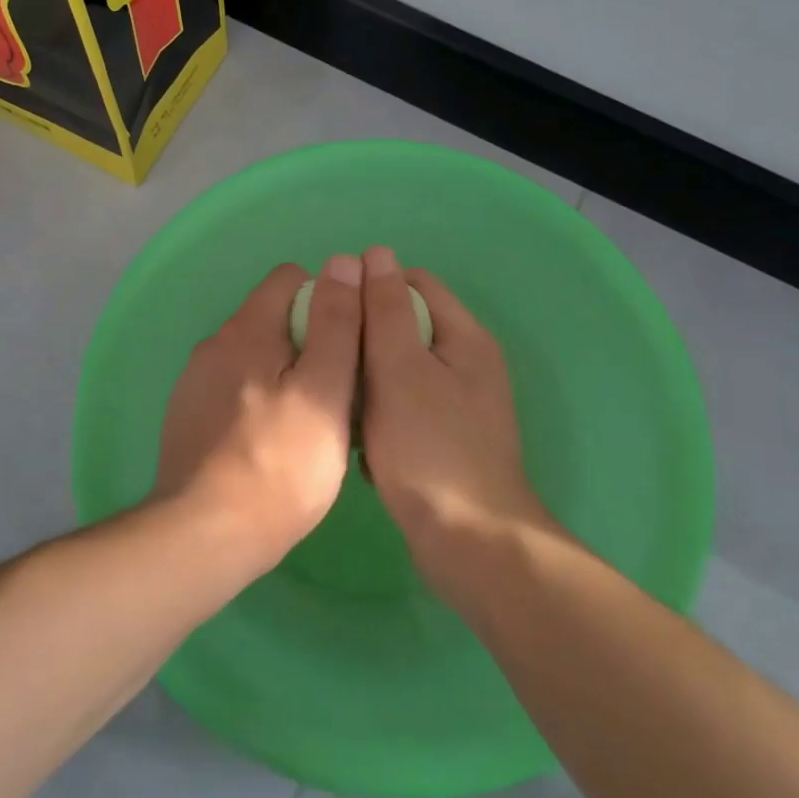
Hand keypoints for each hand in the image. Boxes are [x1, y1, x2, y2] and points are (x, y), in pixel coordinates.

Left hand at [156, 256, 363, 563]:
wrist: (206, 535)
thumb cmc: (281, 464)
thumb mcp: (326, 390)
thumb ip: (337, 323)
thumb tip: (344, 262)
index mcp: (246, 329)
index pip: (289, 278)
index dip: (327, 299)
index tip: (348, 343)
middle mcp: (214, 344)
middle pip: (272, 318)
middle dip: (308, 340)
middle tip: (336, 390)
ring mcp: (195, 381)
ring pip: (253, 357)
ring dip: (283, 373)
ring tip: (308, 421)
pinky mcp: (187, 416)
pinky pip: (233, 389)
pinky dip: (258, 400)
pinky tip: (271, 443)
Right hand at [359, 246, 551, 568]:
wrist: (469, 544)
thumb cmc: (431, 449)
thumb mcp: (401, 369)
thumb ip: (386, 310)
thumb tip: (376, 253)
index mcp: (465, 338)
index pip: (415, 283)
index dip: (372, 288)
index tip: (334, 312)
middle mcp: (467, 364)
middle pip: (406, 327)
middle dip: (365, 338)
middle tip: (329, 358)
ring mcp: (457, 406)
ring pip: (398, 371)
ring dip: (367, 380)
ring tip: (337, 399)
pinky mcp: (444, 440)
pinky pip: (402, 409)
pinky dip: (378, 415)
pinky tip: (357, 439)